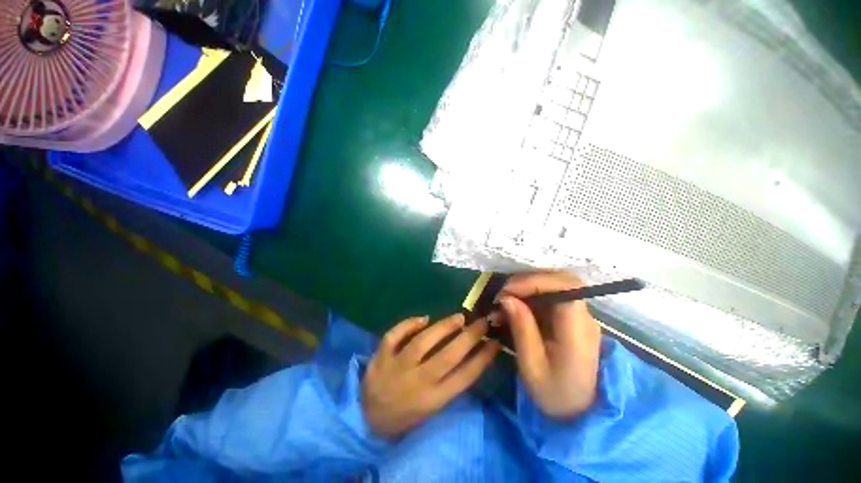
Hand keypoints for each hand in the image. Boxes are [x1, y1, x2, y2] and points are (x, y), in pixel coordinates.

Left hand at [362, 314, 499, 438]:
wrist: (367, 421)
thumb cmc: (406, 415)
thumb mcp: (432, 409)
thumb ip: (449, 384)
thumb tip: (469, 355)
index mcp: (432, 401)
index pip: (464, 377)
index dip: (483, 358)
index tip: (495, 342)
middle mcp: (416, 383)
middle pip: (447, 357)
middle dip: (469, 337)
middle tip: (482, 322)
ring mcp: (396, 368)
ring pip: (422, 343)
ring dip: (443, 327)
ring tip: (458, 317)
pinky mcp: (380, 358)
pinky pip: (394, 336)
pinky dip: (409, 324)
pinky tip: (423, 318)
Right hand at [498, 272, 600, 419]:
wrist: (580, 411)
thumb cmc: (555, 394)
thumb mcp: (532, 366)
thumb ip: (522, 329)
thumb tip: (507, 297)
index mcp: (578, 332)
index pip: (566, 288)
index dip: (535, 281)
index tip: (508, 291)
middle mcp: (584, 317)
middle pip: (562, 280)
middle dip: (529, 280)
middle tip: (504, 293)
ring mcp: (580, 316)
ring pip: (556, 284)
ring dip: (528, 286)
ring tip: (506, 300)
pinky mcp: (572, 318)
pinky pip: (551, 296)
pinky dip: (531, 295)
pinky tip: (516, 306)